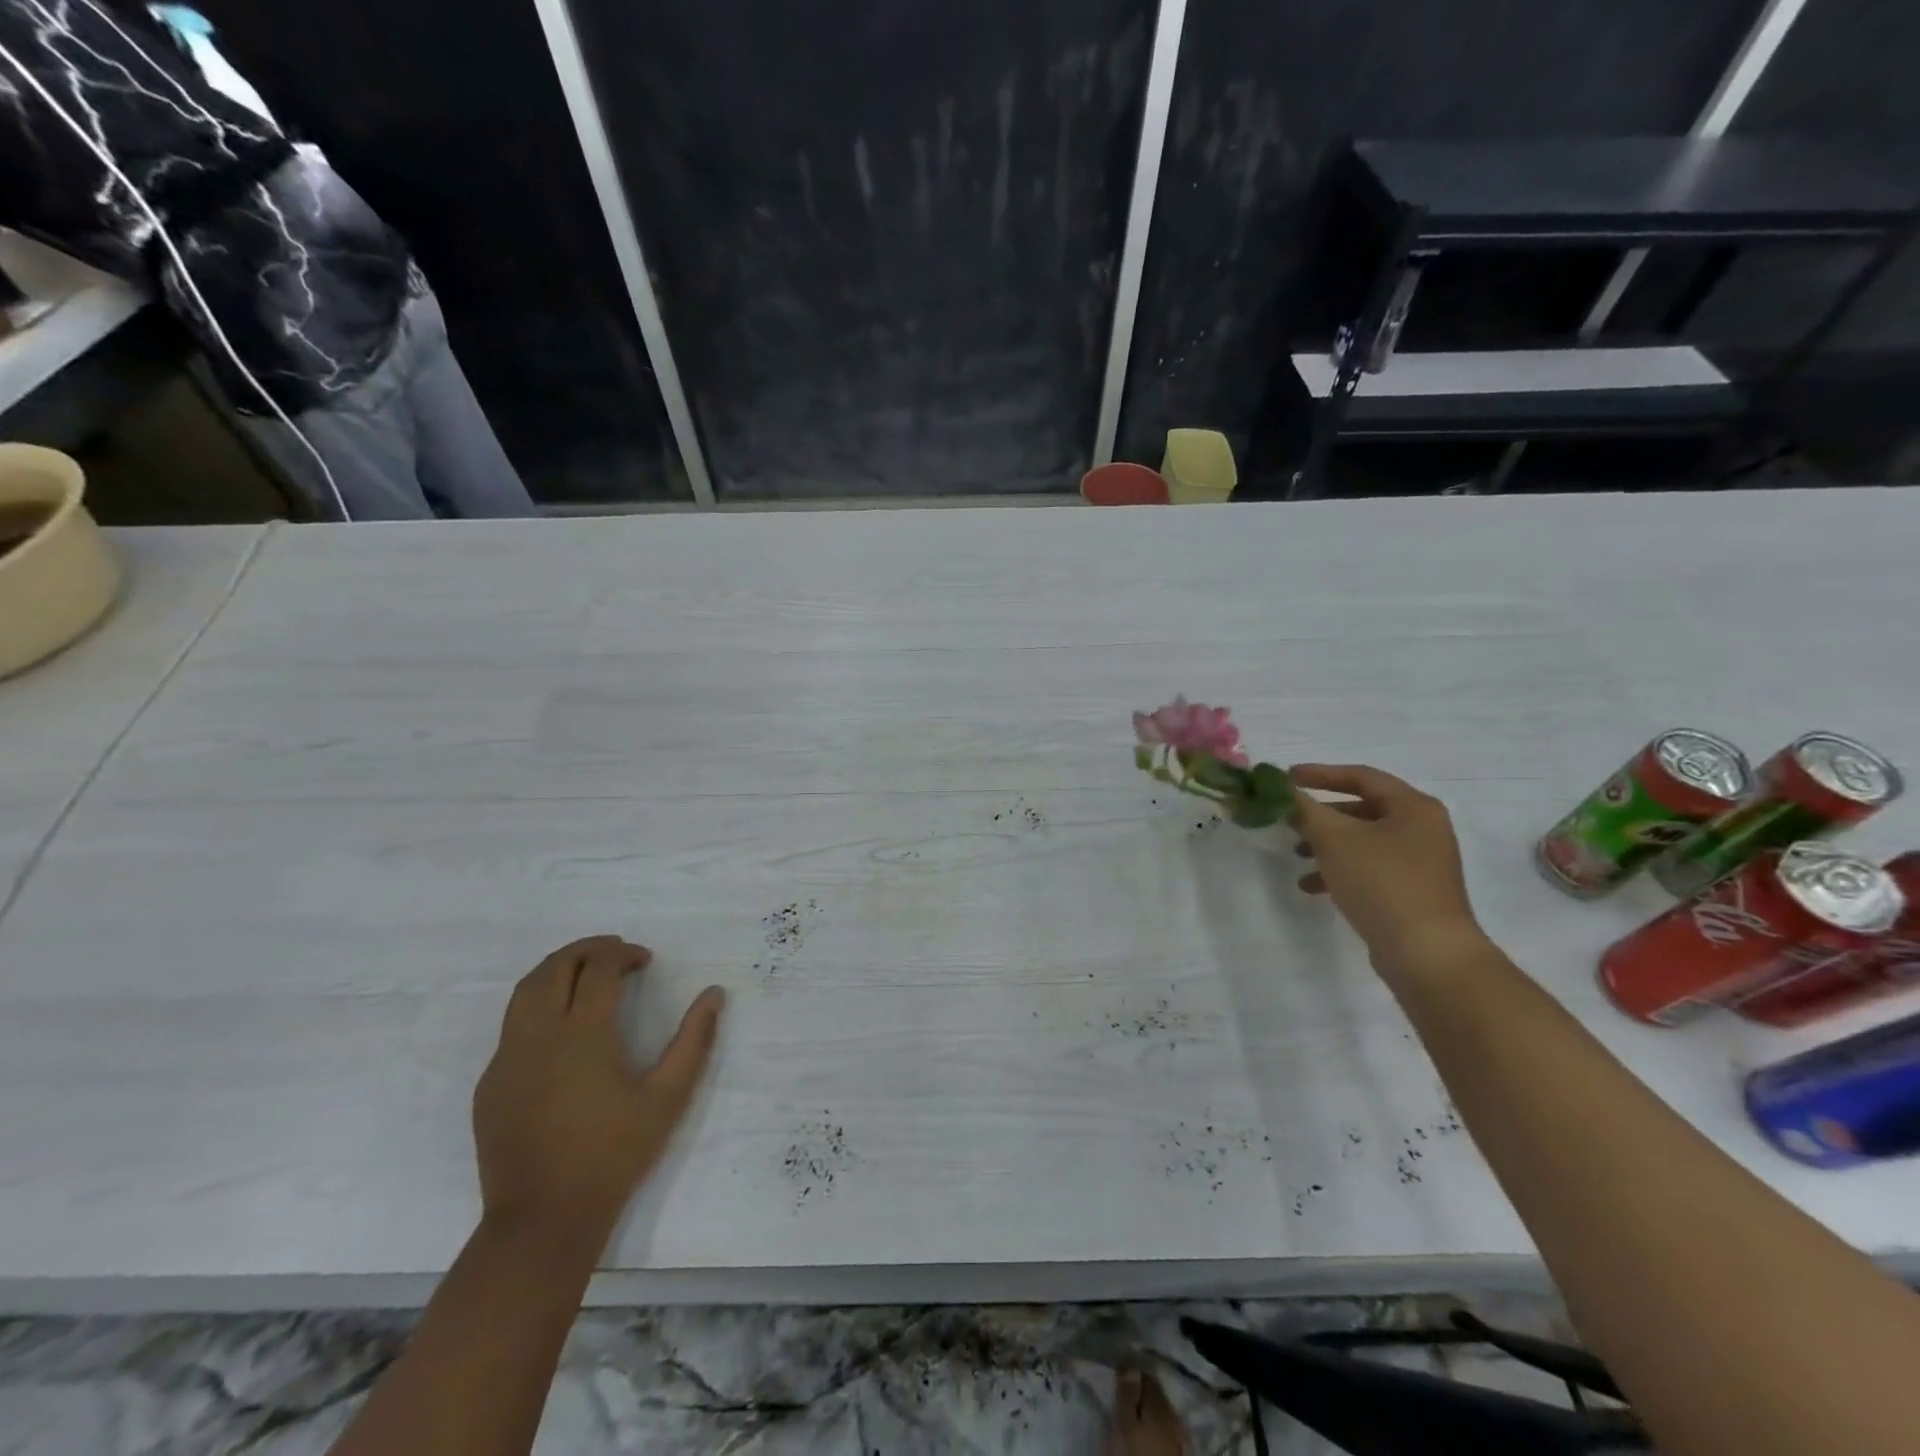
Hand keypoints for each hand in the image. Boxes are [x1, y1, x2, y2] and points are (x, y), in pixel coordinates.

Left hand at [472, 936, 724, 1257]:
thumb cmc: (613, 1155)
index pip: (599, 968)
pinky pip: (512, 1027)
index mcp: (583, 1035)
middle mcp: (539, 1036)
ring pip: (525, 991)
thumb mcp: (668, 1098)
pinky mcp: (490, 1084)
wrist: (543, 1221)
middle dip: (588, 949)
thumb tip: (714, 994)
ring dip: (557, 969)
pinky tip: (562, 1028)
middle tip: (618, 953)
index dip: (624, 954)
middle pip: (556, 967)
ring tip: (586, 973)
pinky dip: (539, 1006)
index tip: (645, 961)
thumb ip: (694, 1041)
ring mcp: (507, 1059)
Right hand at [1290, 764, 1487, 982]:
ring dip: (1326, 844)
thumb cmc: (1382, 883)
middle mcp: (1423, 829)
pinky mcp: (1412, 891)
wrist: (1427, 954)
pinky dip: (1340, 870)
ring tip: (1296, 855)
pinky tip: (1312, 886)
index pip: (1361, 776)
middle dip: (1321, 814)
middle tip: (1289, 818)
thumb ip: (1304, 809)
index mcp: (1414, 807)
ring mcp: (1420, 863)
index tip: (1285, 778)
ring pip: (1363, 841)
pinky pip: (1369, 868)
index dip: (1320, 774)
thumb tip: (1280, 790)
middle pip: (1362, 809)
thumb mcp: (1334, 839)